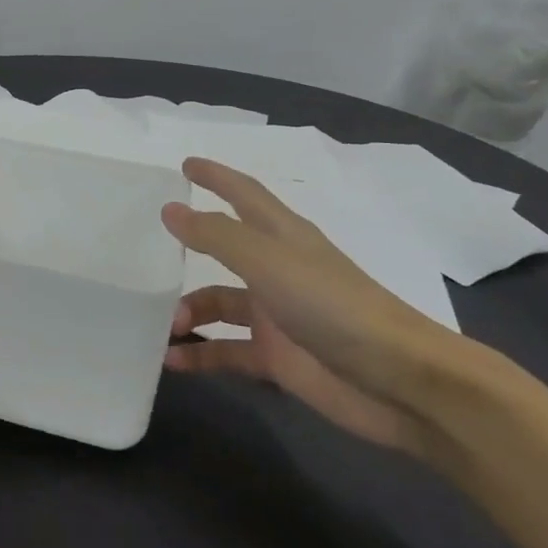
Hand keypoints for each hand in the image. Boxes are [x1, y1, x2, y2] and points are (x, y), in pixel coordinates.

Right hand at [161, 158, 466, 455]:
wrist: (399, 382)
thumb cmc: (332, 306)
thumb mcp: (268, 262)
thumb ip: (216, 235)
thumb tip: (170, 209)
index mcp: (282, 237)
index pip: (243, 195)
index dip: (216, 177)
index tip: (184, 165)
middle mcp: (277, 271)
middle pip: (225, 251)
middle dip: (190, 250)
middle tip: (148, 254)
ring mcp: (277, 316)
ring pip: (219, 304)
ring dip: (189, 312)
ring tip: (166, 325)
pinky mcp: (278, 358)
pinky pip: (226, 350)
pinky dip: (199, 355)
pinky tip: (172, 361)